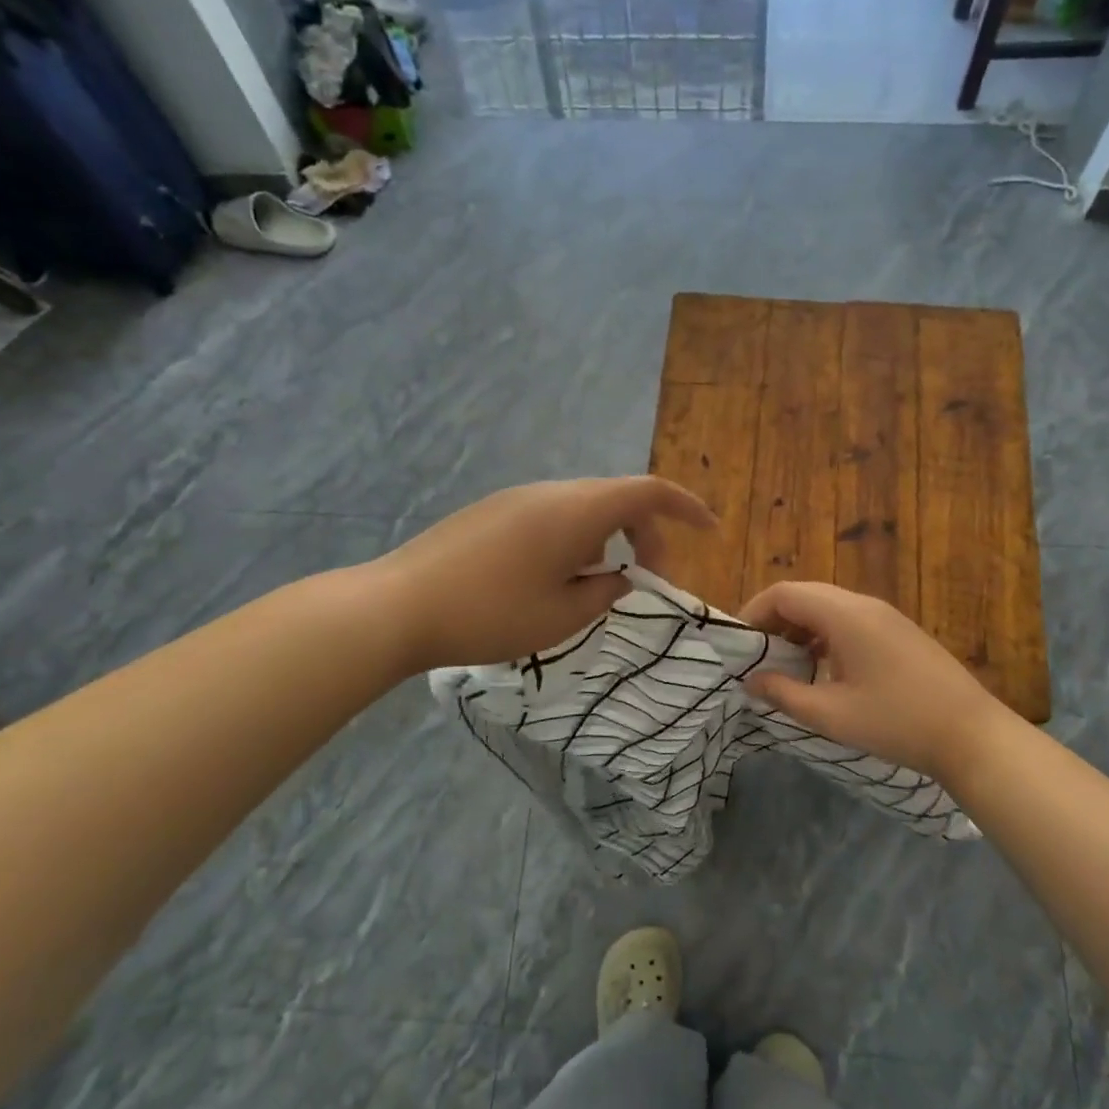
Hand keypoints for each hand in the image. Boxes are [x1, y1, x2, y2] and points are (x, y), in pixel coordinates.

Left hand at [378, 477, 714, 672]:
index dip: (686, 507)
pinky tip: (552, 578)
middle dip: (645, 532)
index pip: (648, 491)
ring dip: (606, 538)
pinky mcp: (491, 513)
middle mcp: (549, 492)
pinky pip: (551, 515)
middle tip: (646, 578)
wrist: (397, 606)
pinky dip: (574, 538)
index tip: (710, 530)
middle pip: (616, 497)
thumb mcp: (562, 616)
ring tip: (595, 584)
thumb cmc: (490, 614)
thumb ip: (604, 592)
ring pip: (582, 507)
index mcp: (576, 510)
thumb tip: (618, 578)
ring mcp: (516, 498)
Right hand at [739, 581, 1008, 781]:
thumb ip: (783, 693)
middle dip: (774, 621)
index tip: (739, 645)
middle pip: (804, 595)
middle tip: (757, 656)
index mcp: (844, 614)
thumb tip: (751, 681)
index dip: (753, 613)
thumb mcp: (831, 714)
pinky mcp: (898, 632)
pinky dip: (824, 636)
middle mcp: (863, 604)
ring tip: (785, 666)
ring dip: (799, 629)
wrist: (972, 734)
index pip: (784, 593)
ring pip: (827, 608)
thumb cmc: (896, 721)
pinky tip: (822, 669)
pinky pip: (849, 620)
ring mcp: (885, 616)